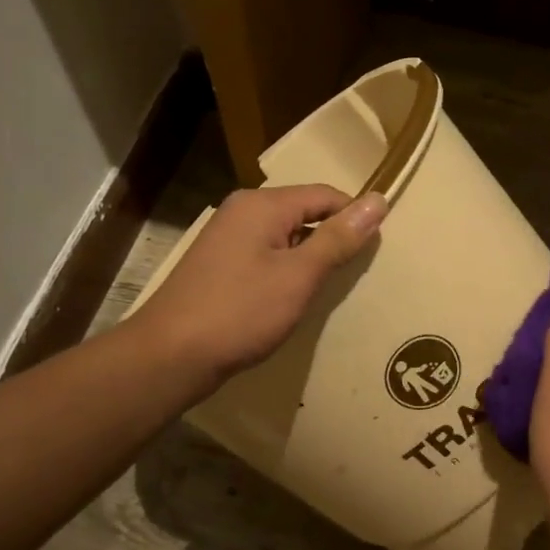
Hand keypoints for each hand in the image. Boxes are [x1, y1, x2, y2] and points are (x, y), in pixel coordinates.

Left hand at [131, 184, 387, 389]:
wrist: (171, 355)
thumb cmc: (240, 312)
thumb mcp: (299, 276)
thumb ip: (338, 238)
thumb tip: (378, 200)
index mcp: (262, 205)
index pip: (325, 195)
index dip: (354, 217)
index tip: (377, 250)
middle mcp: (243, 211)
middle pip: (304, 212)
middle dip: (332, 238)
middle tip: (356, 272)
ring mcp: (227, 238)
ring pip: (285, 236)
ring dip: (310, 258)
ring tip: (329, 288)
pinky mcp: (220, 265)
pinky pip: (267, 255)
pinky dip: (287, 271)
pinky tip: (293, 298)